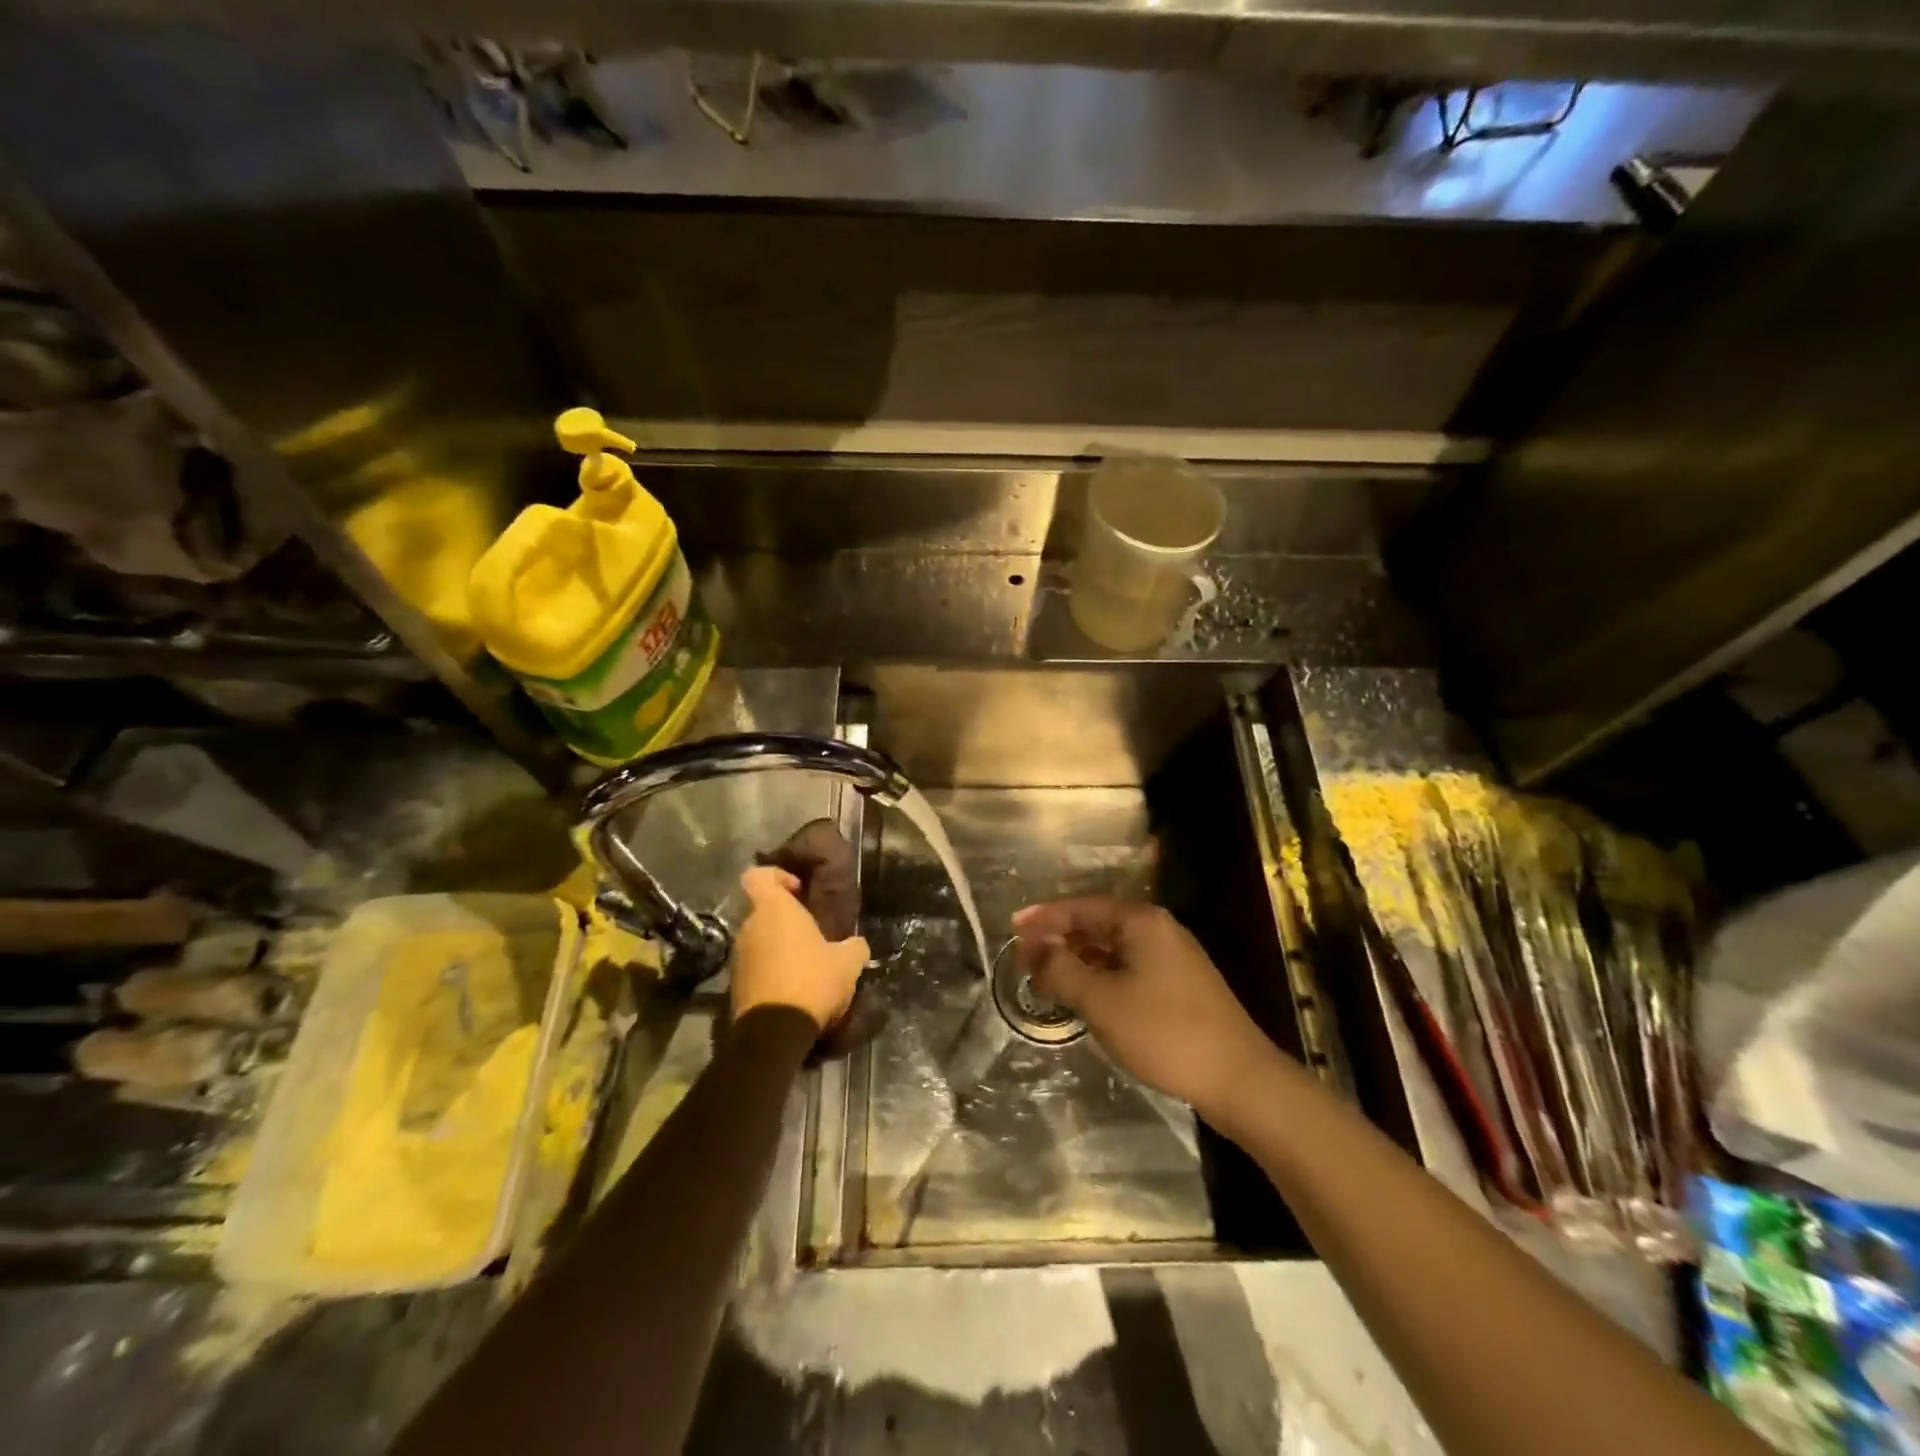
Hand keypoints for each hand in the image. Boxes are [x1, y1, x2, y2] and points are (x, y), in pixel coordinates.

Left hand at [731, 866, 869, 1031]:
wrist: (774, 1033)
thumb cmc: (812, 981)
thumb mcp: (848, 962)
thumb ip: (854, 946)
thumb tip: (856, 945)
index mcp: (774, 909)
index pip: (758, 875)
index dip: (776, 876)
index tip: (799, 891)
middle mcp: (749, 927)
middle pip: (762, 911)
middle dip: (785, 920)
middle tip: (813, 935)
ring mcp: (738, 957)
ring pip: (759, 940)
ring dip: (779, 948)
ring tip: (807, 966)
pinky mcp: (734, 985)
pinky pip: (755, 967)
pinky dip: (771, 972)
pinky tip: (795, 989)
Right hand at [1014, 897, 1272, 1120]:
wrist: (1240, 1079)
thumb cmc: (1165, 1032)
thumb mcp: (1101, 1001)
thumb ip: (1061, 970)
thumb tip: (1032, 949)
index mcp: (1141, 921)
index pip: (1081, 907)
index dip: (1044, 917)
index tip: (1012, 928)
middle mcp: (1158, 929)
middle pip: (1097, 924)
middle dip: (1059, 939)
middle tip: (1024, 957)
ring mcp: (1173, 958)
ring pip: (1113, 949)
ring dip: (1078, 959)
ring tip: (1047, 977)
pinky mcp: (1180, 985)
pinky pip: (1129, 968)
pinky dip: (1101, 976)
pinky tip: (1085, 996)